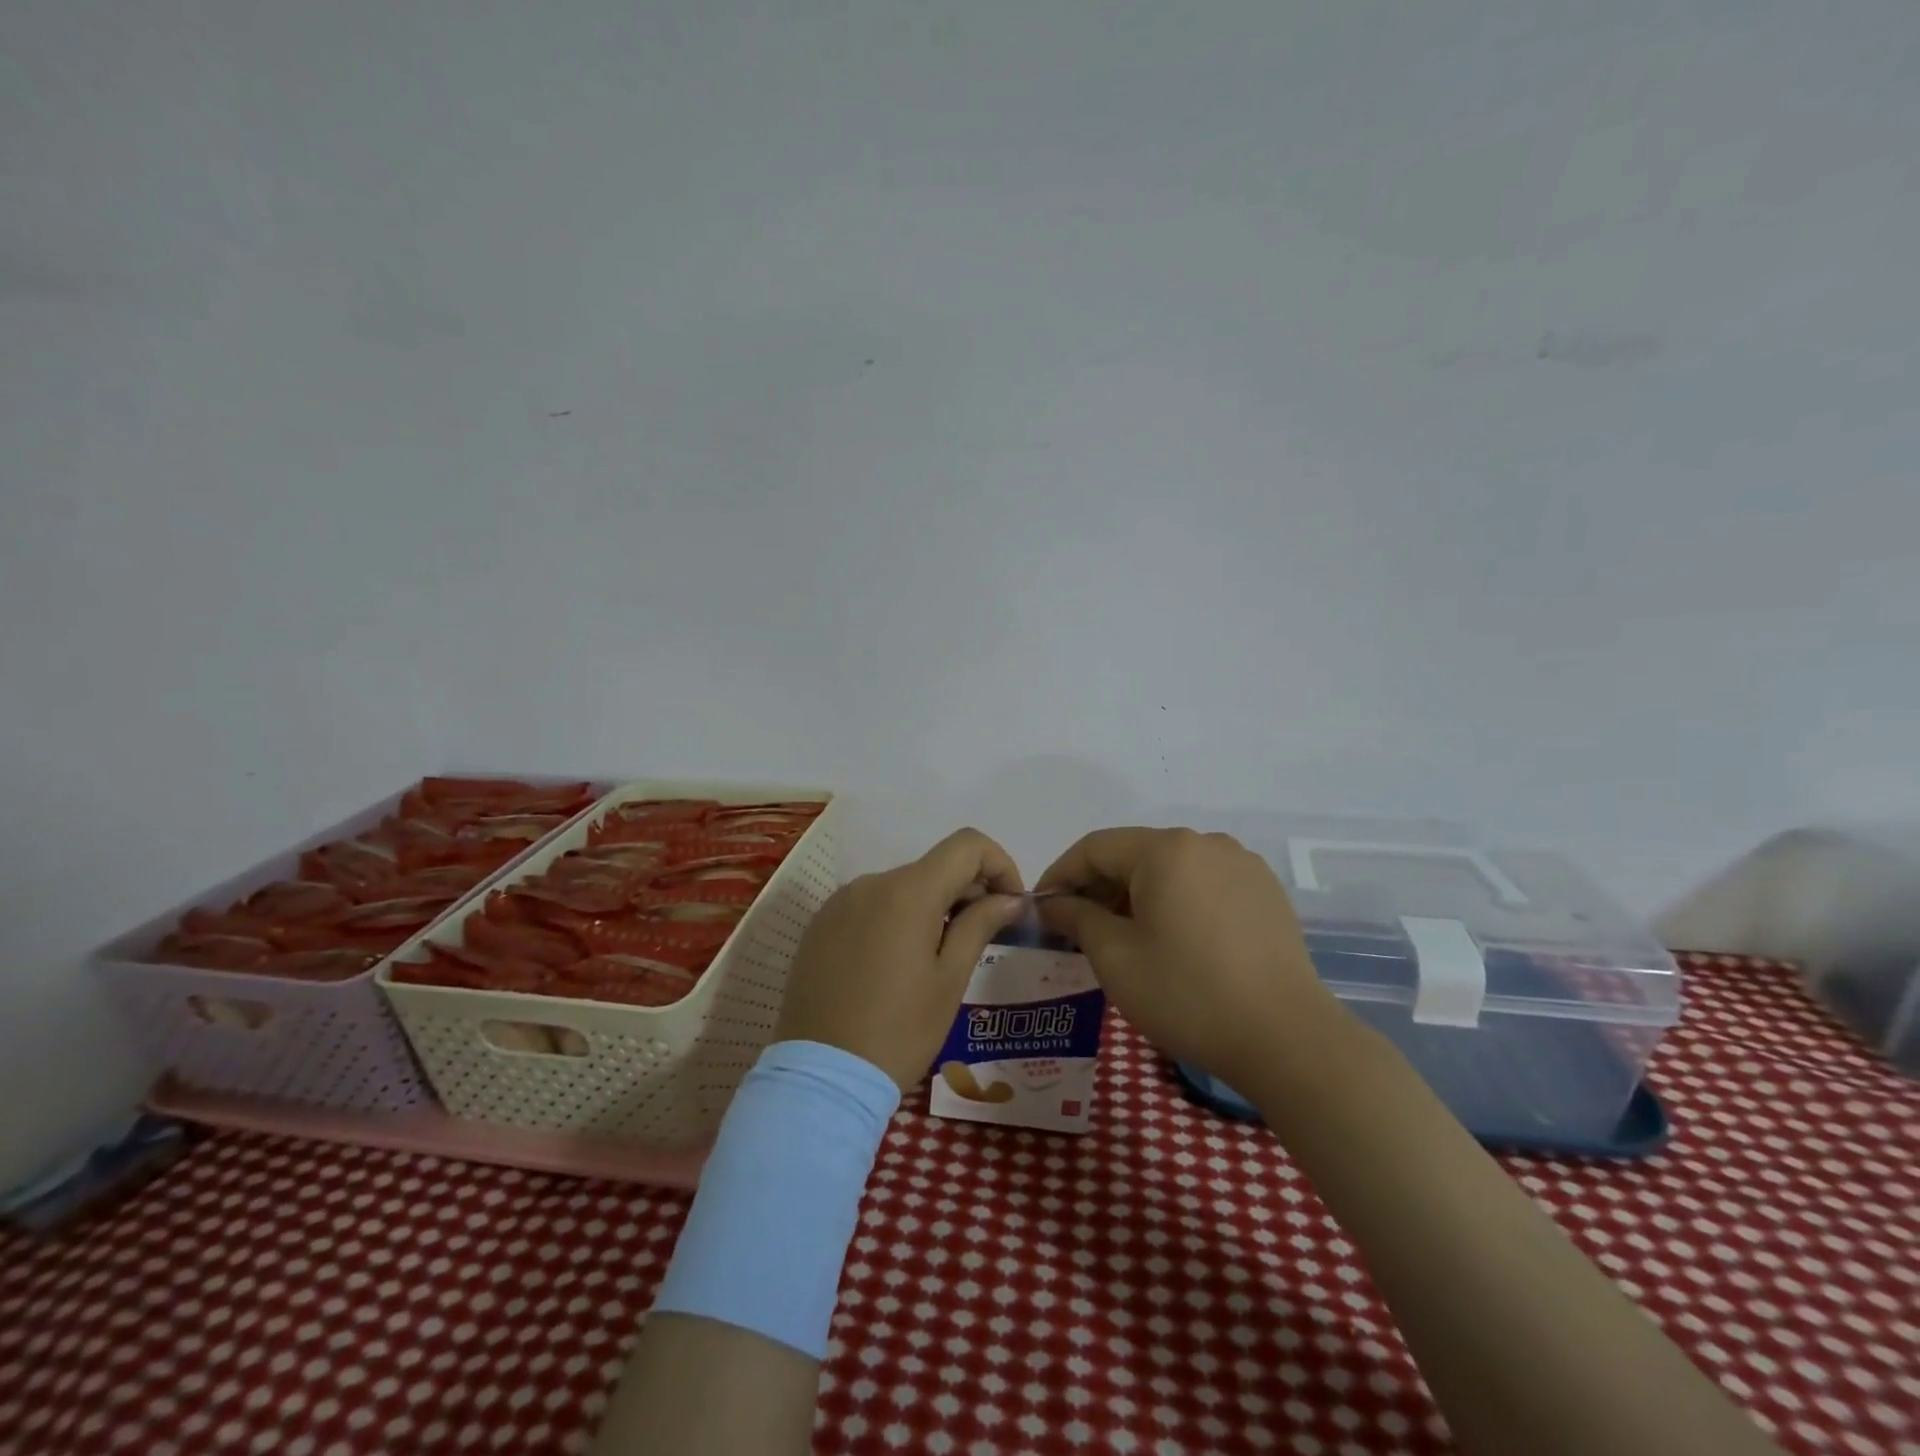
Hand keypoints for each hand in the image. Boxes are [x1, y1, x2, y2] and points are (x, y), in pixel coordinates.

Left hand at [775, 828, 1026, 1090]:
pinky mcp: (820, 924)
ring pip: (902, 886)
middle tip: (982, 939)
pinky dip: (895, 919)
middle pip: (934, 866)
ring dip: (931, 907)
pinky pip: (871, 905)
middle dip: (967, 891)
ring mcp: (840, 901)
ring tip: (936, 959)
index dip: (999, 865)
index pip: (968, 844)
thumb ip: (981, 924)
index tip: (1009, 905)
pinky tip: (895, 965)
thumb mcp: (950, 980)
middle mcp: (872, 882)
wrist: (821, 1077)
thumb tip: (1011, 897)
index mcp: (908, 891)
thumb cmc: (899, 1031)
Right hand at [1035, 828, 1351, 1087]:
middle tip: (1076, 929)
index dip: (1060, 875)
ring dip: (1136, 895)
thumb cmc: (1187, 994)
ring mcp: (1240, 864)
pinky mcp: (1264, 891)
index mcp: (1165, 849)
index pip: (1094, 848)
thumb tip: (1054, 903)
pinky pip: (1203, 884)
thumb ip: (1077, 918)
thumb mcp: (1115, 958)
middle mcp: (1204, 843)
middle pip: (1133, 855)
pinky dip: (1174, 902)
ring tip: (1121, 938)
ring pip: (1169, 869)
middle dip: (1098, 887)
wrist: (1287, 1039)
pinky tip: (1171, 940)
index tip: (1041, 909)